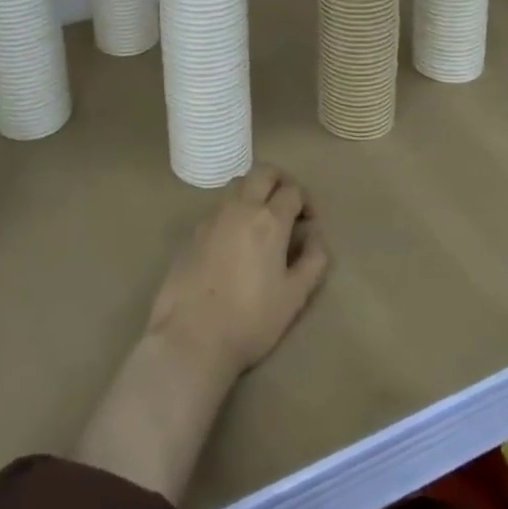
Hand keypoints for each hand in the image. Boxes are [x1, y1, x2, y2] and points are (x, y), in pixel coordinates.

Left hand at [147, 165, 328, 378]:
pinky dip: (235, 211)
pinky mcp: (193, 231)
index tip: (310, 222)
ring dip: (256, 192)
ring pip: (239, 185)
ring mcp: (213, 216)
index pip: (293, 190)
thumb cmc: (250, 319)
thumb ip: (313, 261)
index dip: (306, 201)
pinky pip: (220, 207)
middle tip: (289, 206)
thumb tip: (316, 237)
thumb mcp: (294, 297)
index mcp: (269, 219)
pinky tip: (236, 242)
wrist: (191, 336)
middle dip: (281, 181)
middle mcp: (240, 207)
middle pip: (263, 172)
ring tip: (263, 222)